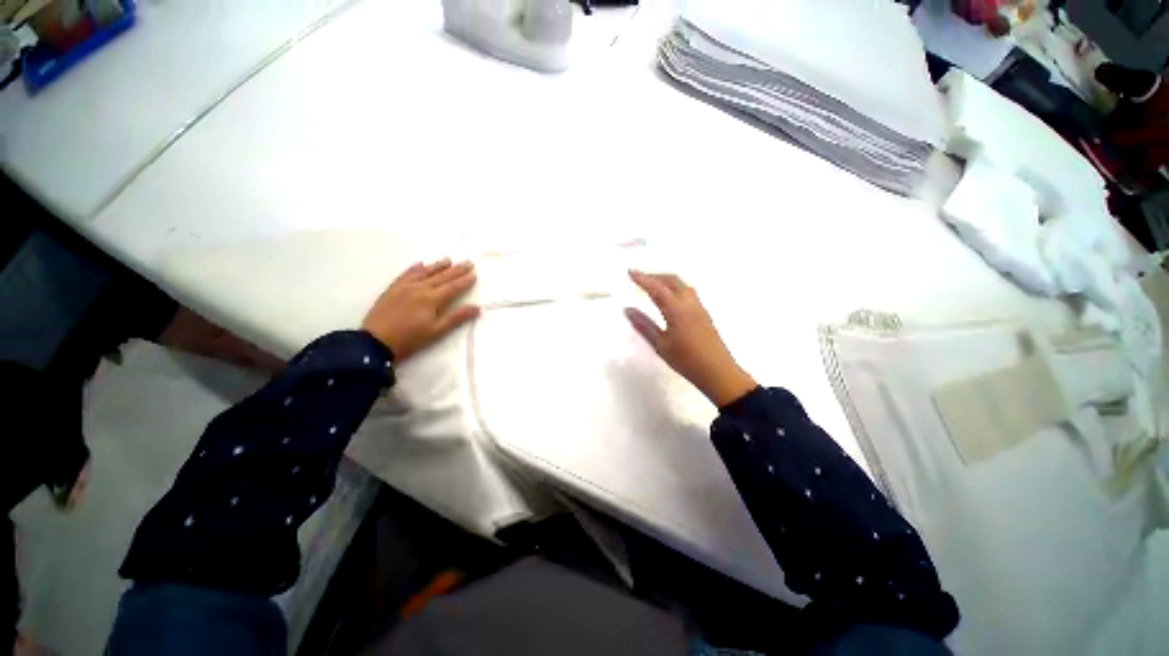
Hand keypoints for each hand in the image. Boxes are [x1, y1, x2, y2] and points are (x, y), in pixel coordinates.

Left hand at [362, 260, 480, 360]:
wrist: (375, 342)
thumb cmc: (409, 339)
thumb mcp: (436, 331)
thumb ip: (456, 318)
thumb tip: (477, 308)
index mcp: (432, 299)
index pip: (453, 287)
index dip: (464, 281)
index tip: (474, 274)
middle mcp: (420, 288)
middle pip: (441, 276)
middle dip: (456, 270)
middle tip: (468, 262)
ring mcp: (404, 287)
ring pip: (424, 272)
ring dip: (438, 265)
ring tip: (448, 260)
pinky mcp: (393, 289)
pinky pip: (406, 274)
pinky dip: (415, 268)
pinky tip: (420, 264)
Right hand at [625, 270, 756, 406]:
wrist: (718, 372)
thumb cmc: (686, 360)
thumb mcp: (660, 345)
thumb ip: (643, 325)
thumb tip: (627, 309)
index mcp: (677, 310)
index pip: (657, 288)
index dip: (642, 278)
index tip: (630, 272)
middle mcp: (689, 303)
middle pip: (672, 280)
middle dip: (655, 275)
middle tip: (639, 278)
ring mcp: (699, 307)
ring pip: (682, 285)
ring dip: (666, 281)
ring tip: (653, 286)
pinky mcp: (704, 314)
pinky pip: (687, 292)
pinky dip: (675, 288)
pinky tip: (669, 299)